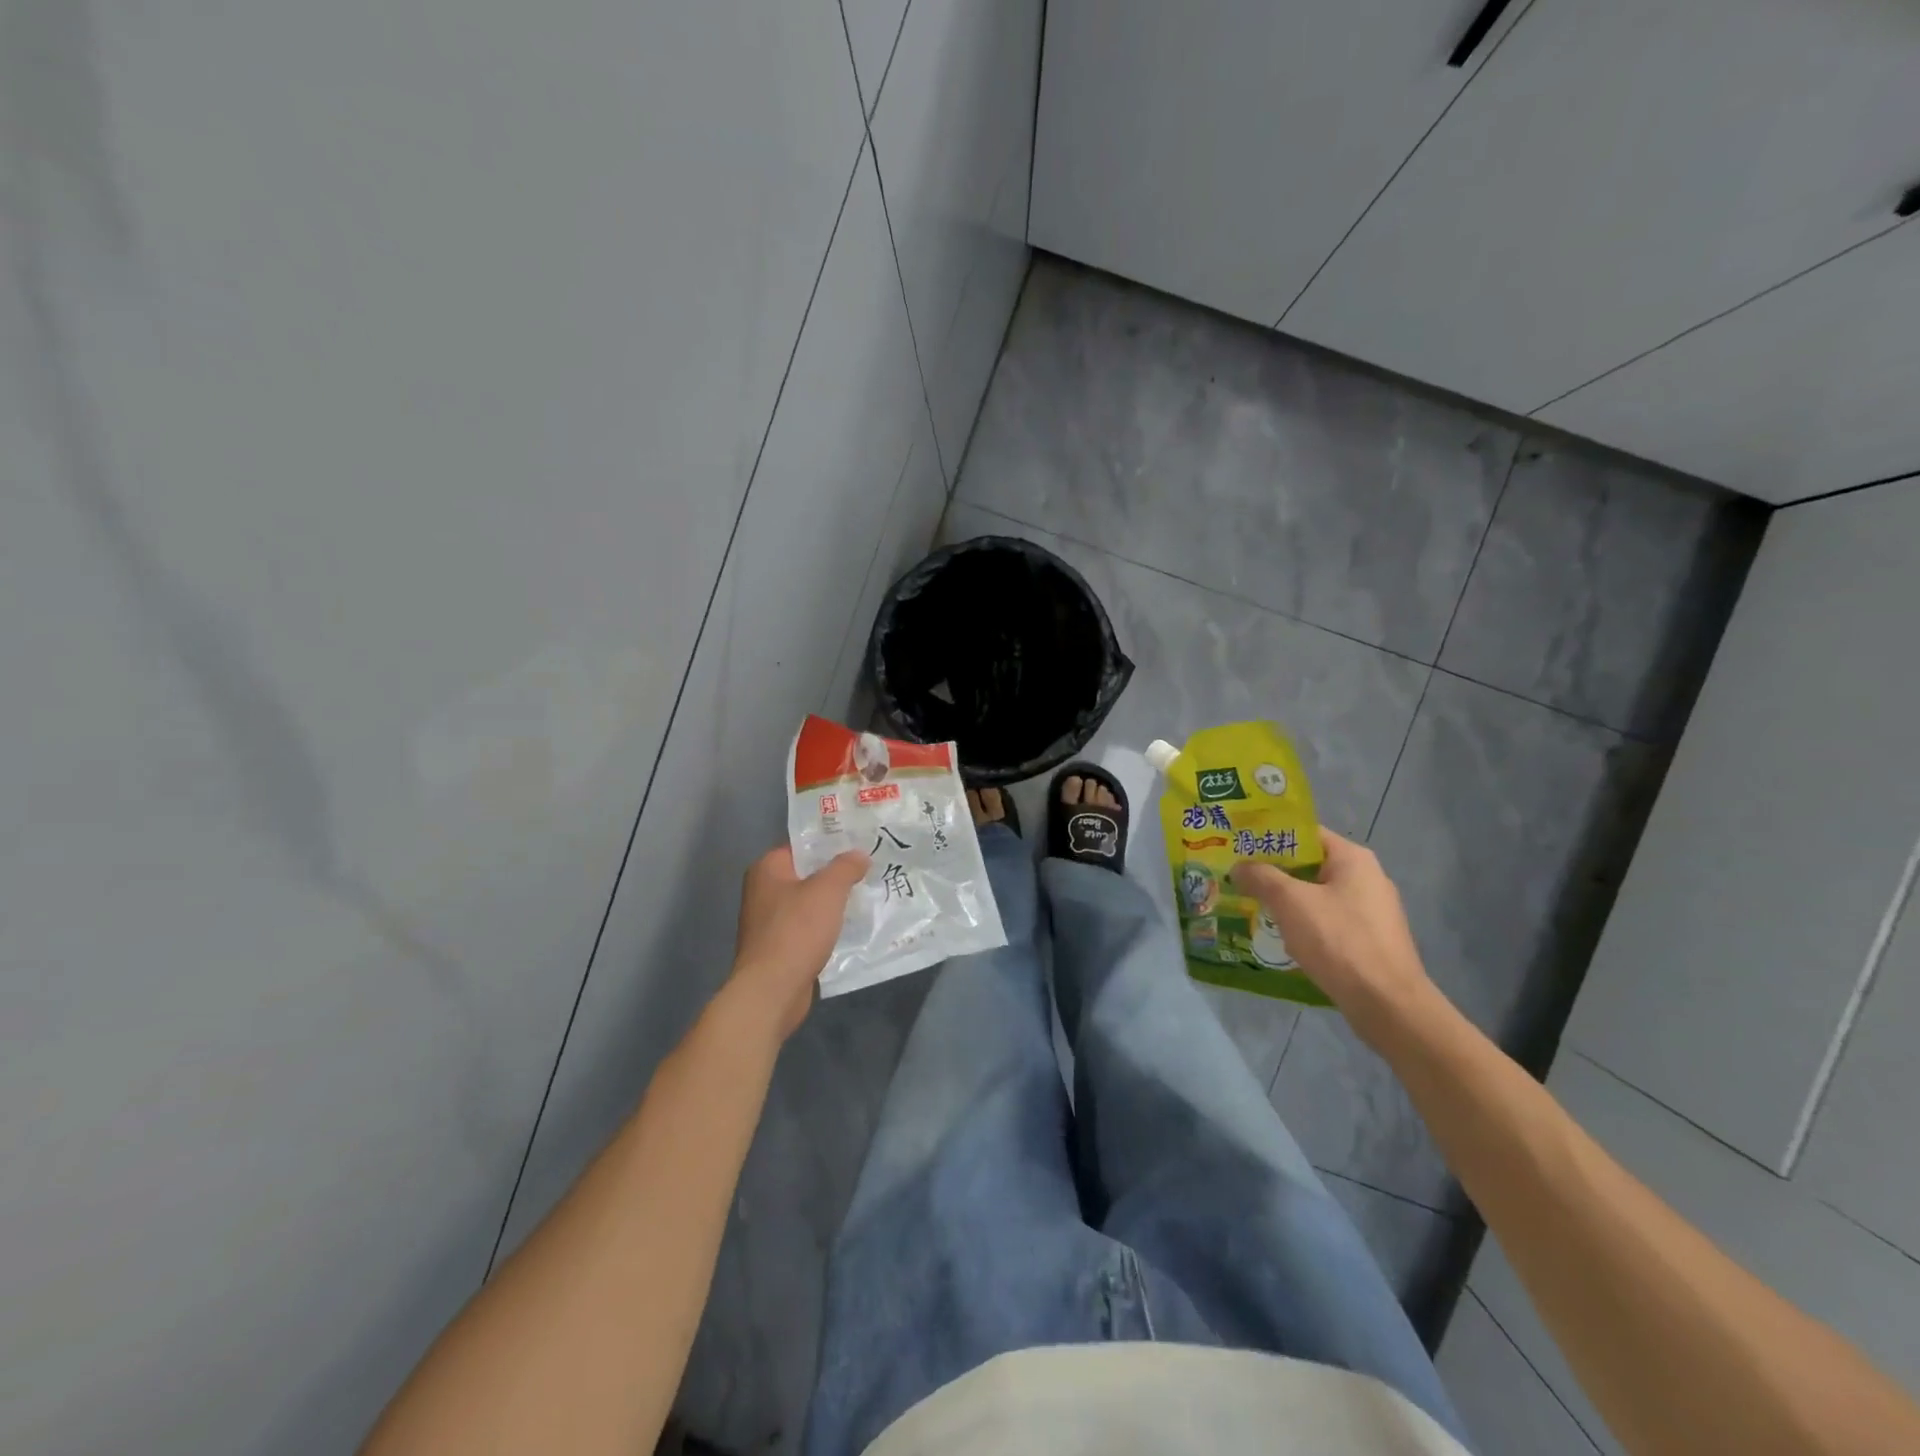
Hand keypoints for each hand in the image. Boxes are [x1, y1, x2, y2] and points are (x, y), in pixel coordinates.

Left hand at [729, 846, 868, 1040]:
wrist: (772, 990)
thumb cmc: (796, 931)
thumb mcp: (828, 890)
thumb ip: (845, 867)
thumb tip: (859, 854)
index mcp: (767, 869)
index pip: (802, 846)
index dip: (831, 844)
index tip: (860, 844)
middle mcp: (763, 891)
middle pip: (806, 873)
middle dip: (836, 874)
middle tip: (869, 869)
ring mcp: (769, 921)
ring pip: (809, 902)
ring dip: (833, 902)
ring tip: (866, 895)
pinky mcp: (778, 946)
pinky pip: (807, 927)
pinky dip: (826, 926)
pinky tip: (851, 926)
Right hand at [1231, 828, 1441, 1048]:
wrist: (1388, 1004)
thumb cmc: (1339, 940)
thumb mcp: (1290, 902)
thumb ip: (1261, 877)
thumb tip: (1239, 866)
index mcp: (1353, 858)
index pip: (1305, 833)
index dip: (1270, 837)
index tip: (1239, 845)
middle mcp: (1366, 878)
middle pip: (1310, 864)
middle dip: (1273, 872)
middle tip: (1237, 876)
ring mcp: (1371, 911)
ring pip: (1317, 895)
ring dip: (1286, 900)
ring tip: (1251, 906)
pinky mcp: (1370, 940)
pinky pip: (1328, 921)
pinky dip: (1304, 924)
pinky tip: (1281, 937)